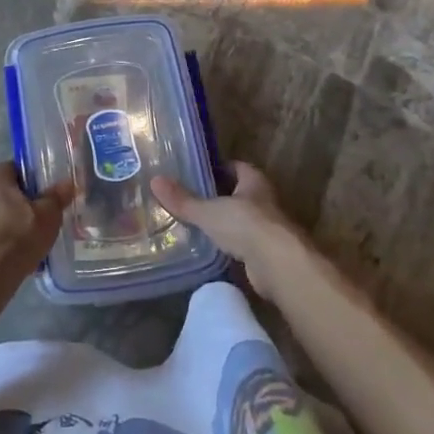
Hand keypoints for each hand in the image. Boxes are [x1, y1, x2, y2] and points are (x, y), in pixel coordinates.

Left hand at [0, 163, 75, 285]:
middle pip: (0, 189)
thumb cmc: (19, 237)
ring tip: (22, 240)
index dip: (32, 183)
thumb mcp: (48, 216)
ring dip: (2, 218)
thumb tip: (68, 183)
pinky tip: (7, 253)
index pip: (16, 169)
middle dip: (15, 201)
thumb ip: (57, 196)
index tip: (43, 200)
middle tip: (33, 219)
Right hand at [153, 162, 308, 303]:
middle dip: (220, 196)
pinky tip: (210, 250)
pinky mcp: (266, 255)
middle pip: (240, 194)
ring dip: (225, 223)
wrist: (278, 265)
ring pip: (242, 221)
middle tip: (192, 198)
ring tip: (196, 224)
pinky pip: (243, 245)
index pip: (237, 167)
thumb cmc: (245, 225)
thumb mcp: (208, 211)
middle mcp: (264, 202)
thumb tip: (155, 181)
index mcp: (254, 182)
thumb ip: (183, 200)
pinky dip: (230, 247)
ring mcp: (267, 229)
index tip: (198, 172)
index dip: (220, 168)